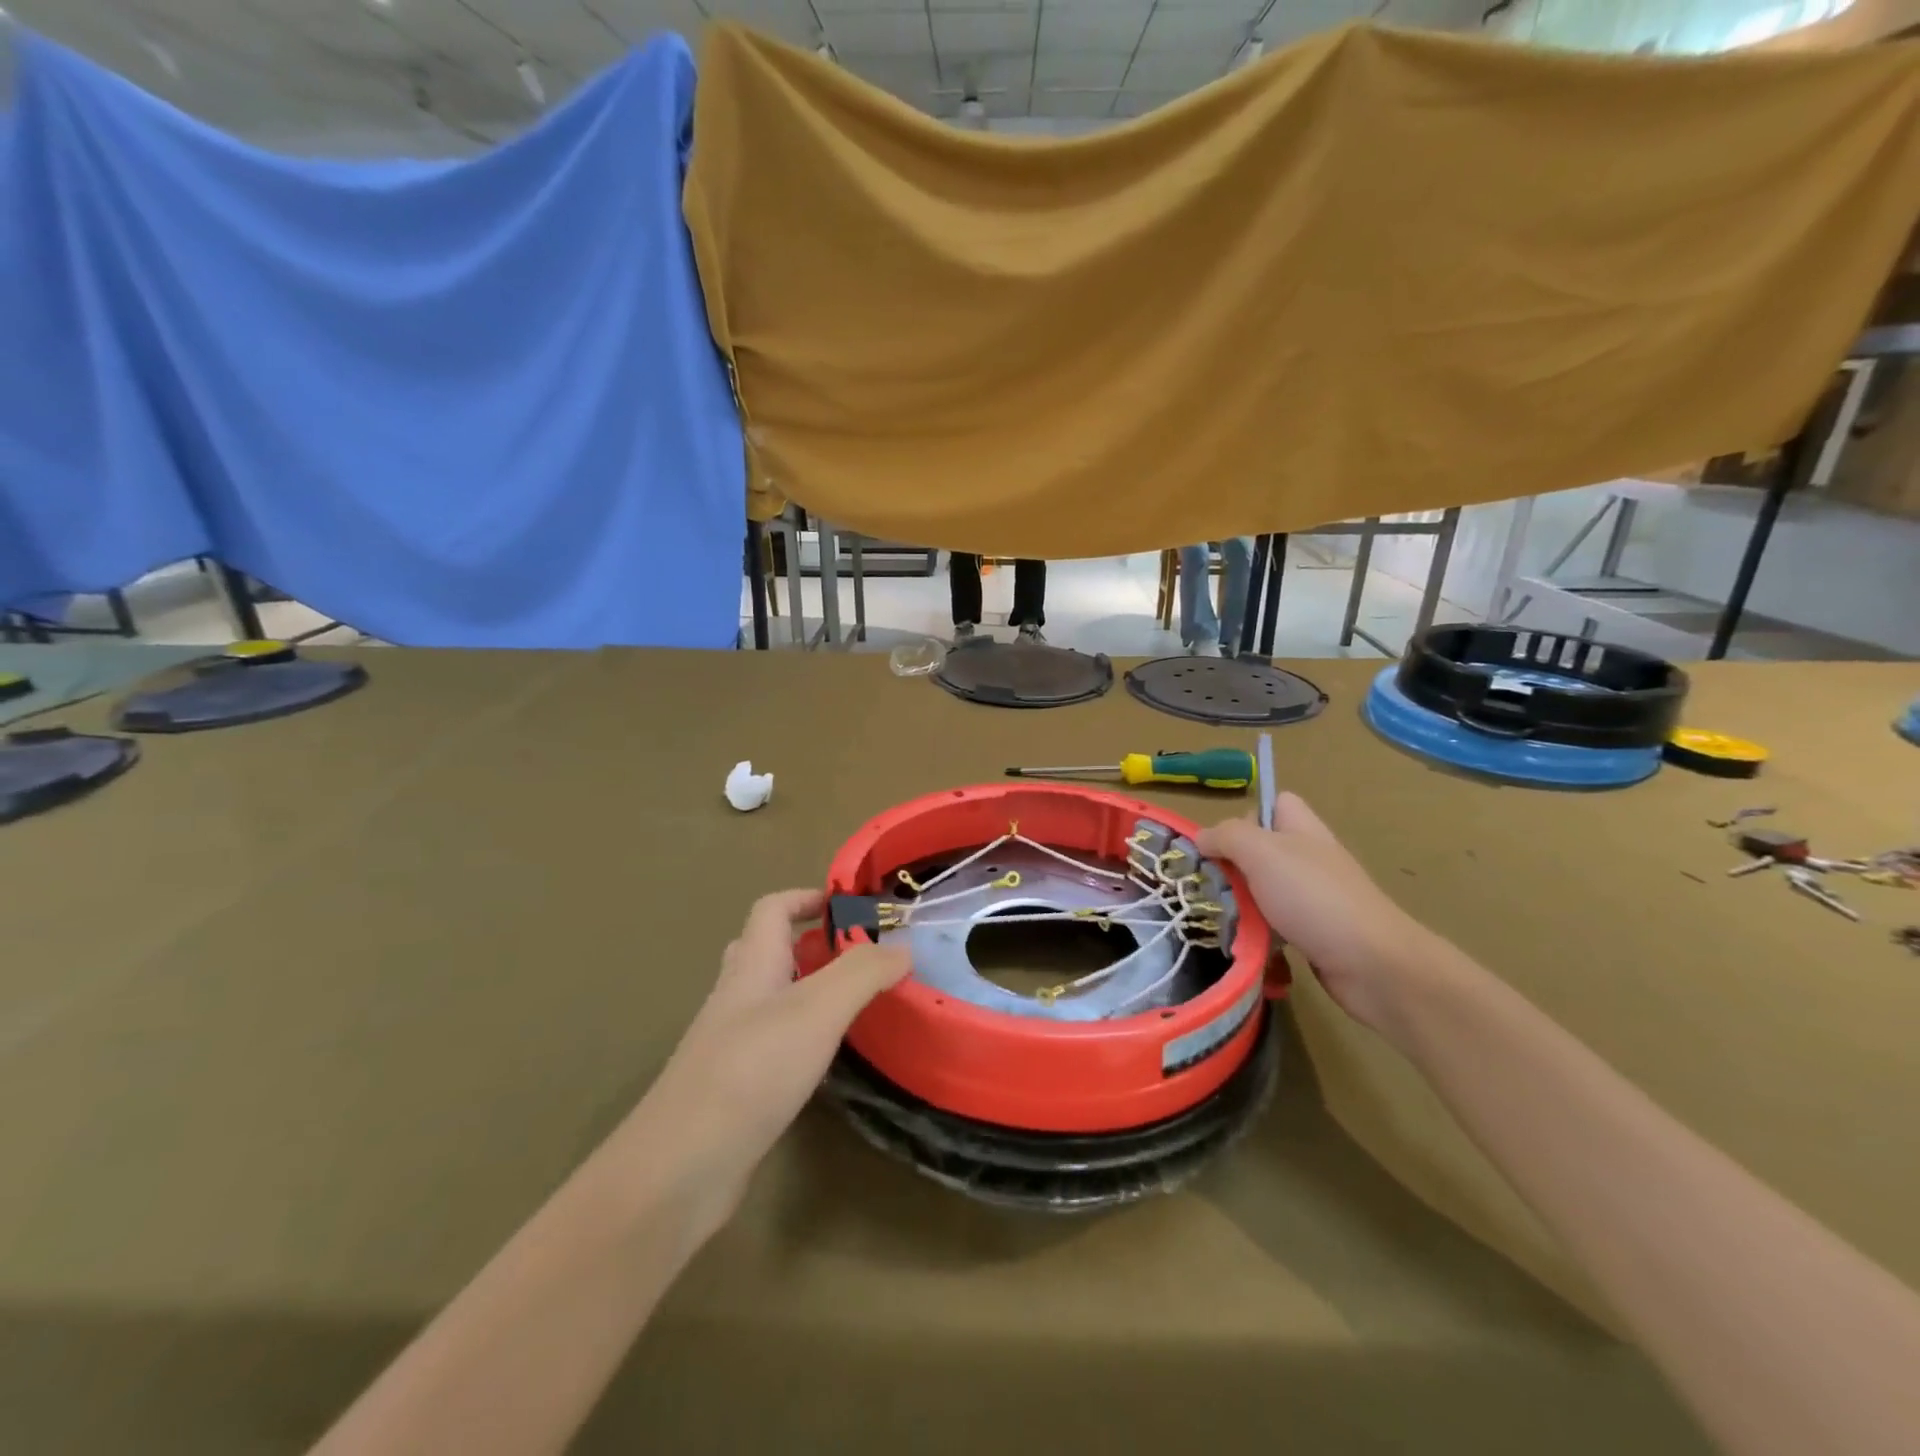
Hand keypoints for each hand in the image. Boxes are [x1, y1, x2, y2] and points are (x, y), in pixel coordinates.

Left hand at [625, 890, 909, 1237]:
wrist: (681, 1168)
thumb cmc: (751, 1071)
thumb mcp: (818, 1009)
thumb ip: (863, 972)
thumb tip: (903, 947)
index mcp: (751, 966)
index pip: (772, 909)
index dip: (807, 897)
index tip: (852, 906)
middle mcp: (737, 997)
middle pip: (768, 950)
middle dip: (812, 944)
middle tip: (857, 958)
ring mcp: (730, 1044)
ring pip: (771, 999)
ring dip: (809, 991)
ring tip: (854, 1005)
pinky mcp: (734, 1087)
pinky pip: (772, 1043)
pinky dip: (803, 1037)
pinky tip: (827, 1061)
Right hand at [1199, 794, 1432, 1040]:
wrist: (1372, 964)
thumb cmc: (1314, 897)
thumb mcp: (1262, 853)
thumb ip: (1227, 837)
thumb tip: (1202, 838)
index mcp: (1302, 829)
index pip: (1276, 803)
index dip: (1248, 814)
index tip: (1225, 841)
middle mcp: (1309, 858)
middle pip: (1262, 849)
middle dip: (1233, 865)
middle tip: (1213, 884)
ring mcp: (1314, 897)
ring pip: (1264, 889)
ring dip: (1241, 903)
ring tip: (1221, 918)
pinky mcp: (1314, 933)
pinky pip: (1275, 924)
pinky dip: (1258, 933)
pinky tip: (1245, 943)